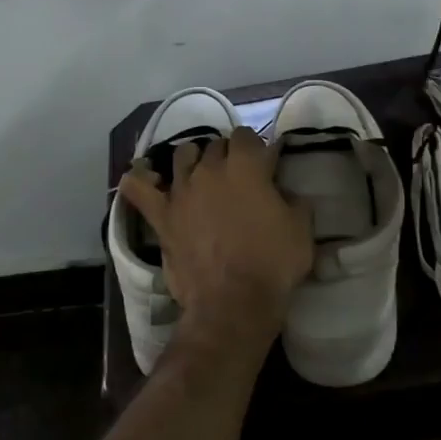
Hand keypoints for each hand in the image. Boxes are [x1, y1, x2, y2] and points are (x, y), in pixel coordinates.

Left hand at [117, 128, 313, 355]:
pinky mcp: (162, 215)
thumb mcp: (301, 229)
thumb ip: (294, 200)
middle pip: (215, 145)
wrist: (233, 303)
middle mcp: (210, 168)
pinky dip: (139, 179)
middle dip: (226, 155)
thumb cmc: (273, 264)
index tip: (262, 165)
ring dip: (193, 161)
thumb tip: (285, 191)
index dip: (254, 148)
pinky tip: (143, 176)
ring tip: (200, 176)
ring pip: (182, 156)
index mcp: (246, 165)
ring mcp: (181, 190)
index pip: (246, 136)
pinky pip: (139, 188)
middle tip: (236, 177)